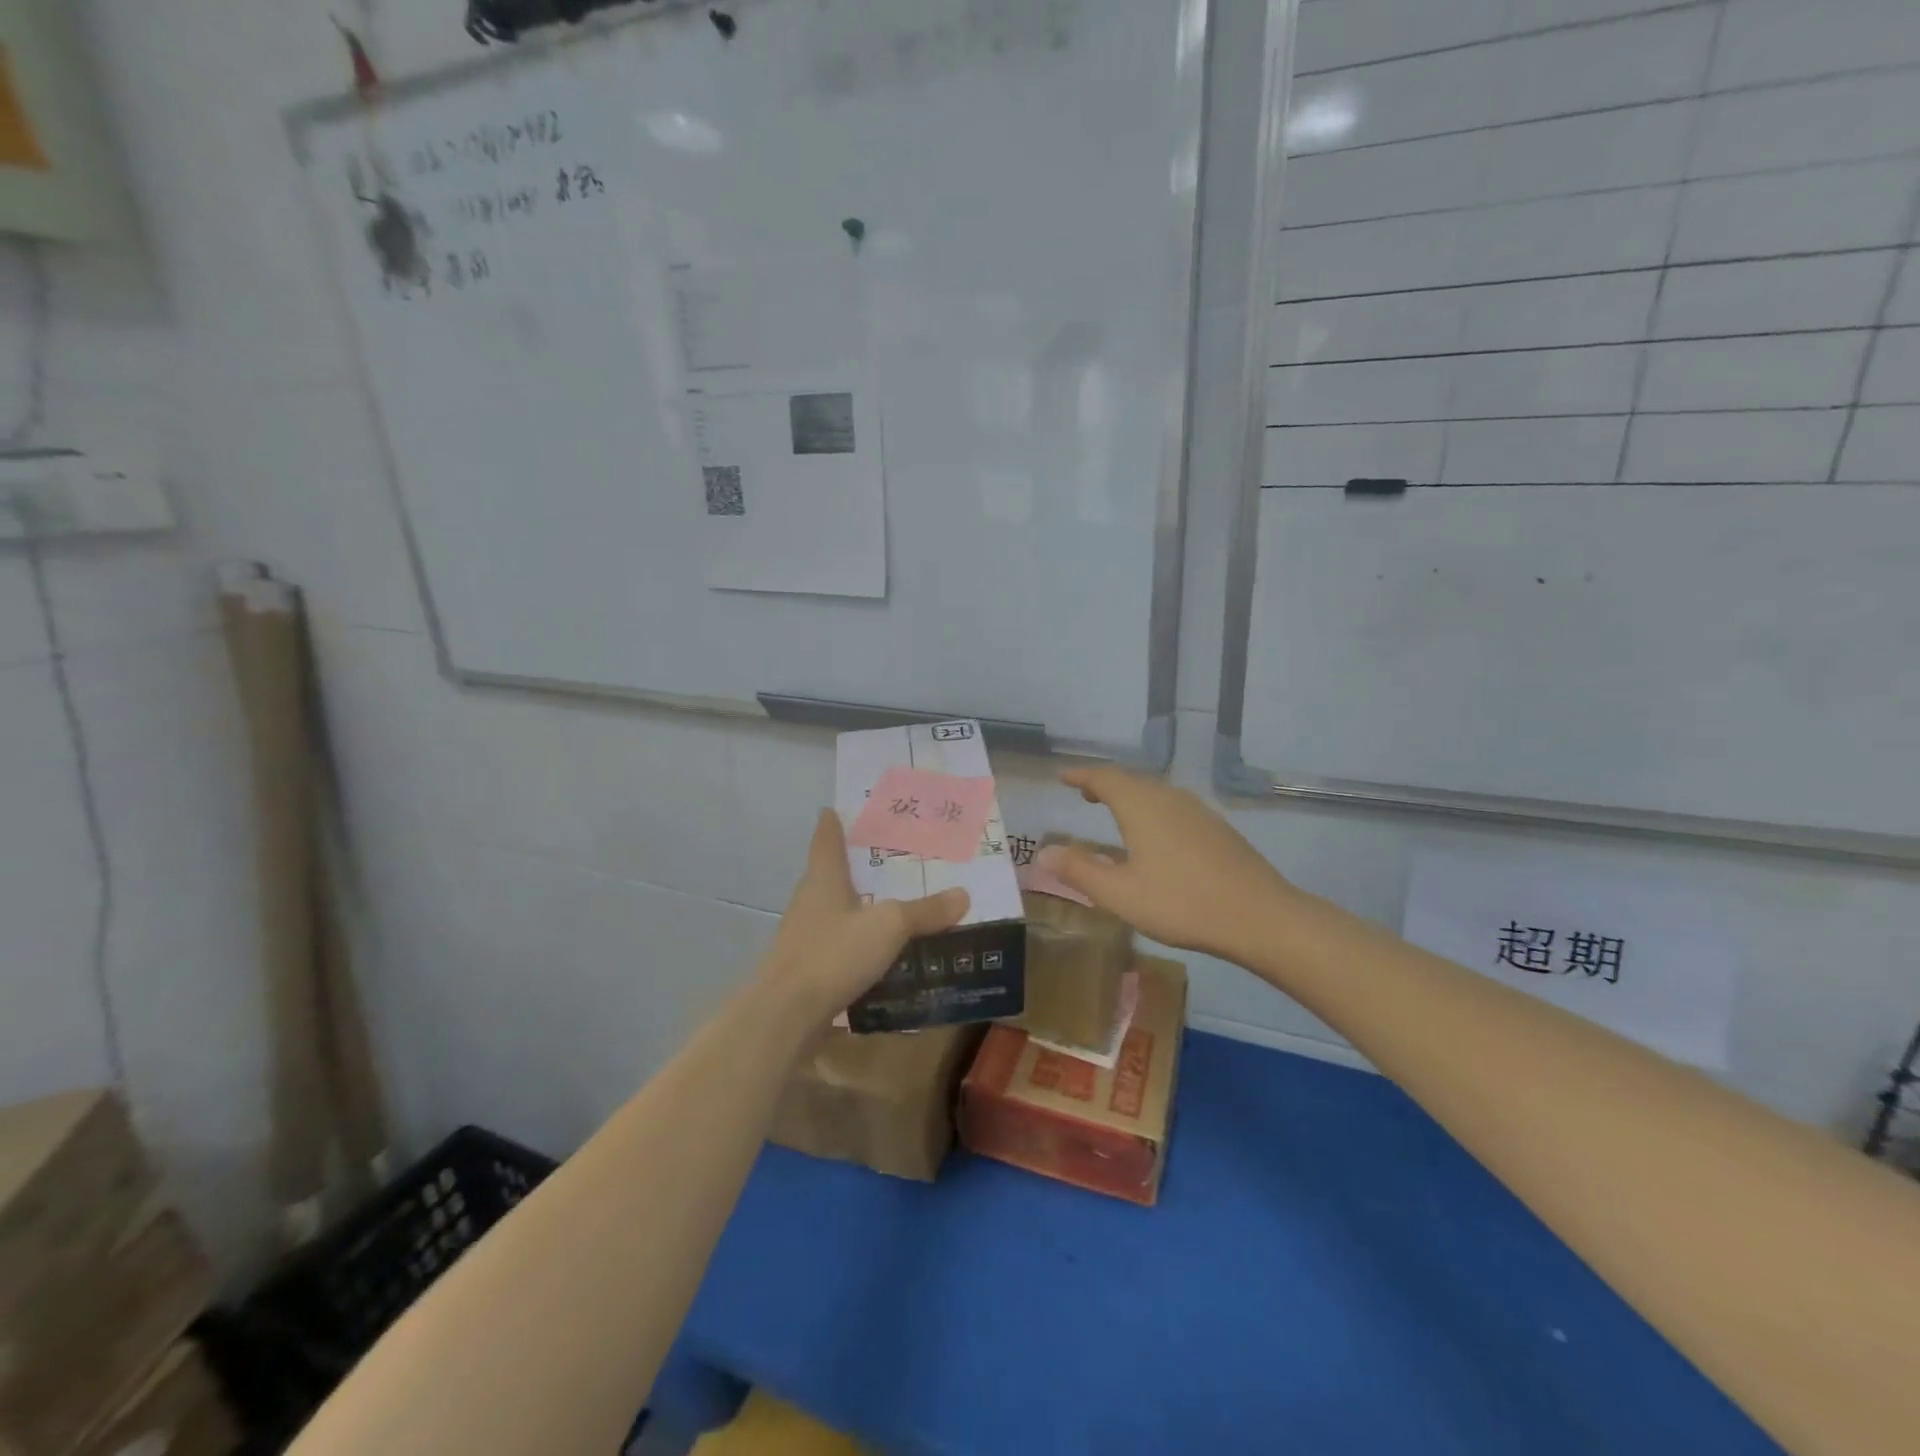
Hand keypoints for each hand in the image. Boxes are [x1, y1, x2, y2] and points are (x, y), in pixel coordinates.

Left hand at [756, 810, 969, 1027]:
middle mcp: (810, 901)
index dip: (833, 822)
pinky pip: (840, 946)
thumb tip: (963, 894)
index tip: (838, 808)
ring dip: (860, 907)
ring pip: (837, 911)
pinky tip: (883, 954)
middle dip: (857, 866)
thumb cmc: (834, 954)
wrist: (786, 1015)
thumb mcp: (889, 927)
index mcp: (823, 878)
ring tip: (895, 904)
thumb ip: (925, 911)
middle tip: (892, 858)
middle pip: (831, 874)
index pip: (826, 838)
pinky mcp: (809, 969)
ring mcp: (805, 937)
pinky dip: (859, 943)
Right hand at [1043, 768, 1301, 962]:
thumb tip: (1043, 852)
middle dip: (1105, 784)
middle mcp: (1168, 797)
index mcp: (1141, 805)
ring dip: (1130, 796)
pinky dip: (1152, 809)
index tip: (1063, 776)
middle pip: (1131, 780)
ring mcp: (1197, 810)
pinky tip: (1155, 833)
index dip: (1081, 776)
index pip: (1104, 778)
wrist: (1260, 915)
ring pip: (1155, 792)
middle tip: (1085, 793)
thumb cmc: (1182, 903)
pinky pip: (1173, 806)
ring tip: (1115, 809)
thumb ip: (1080, 870)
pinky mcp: (1216, 827)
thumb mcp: (1120, 893)